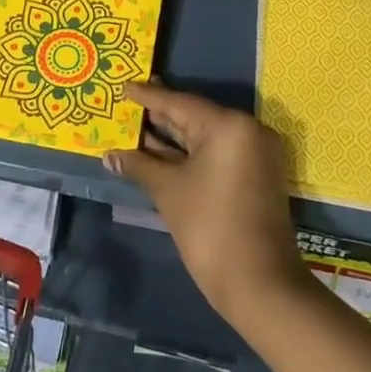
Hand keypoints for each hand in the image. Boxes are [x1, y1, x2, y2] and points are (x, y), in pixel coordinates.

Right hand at [107, 82, 312, 324]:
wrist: (260, 285)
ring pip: (204, 136)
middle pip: (194, 116)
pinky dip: (188, 153)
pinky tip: (158, 152)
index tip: (123, 86)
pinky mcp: (254, 174)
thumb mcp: (168, 191)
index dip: (148, 97)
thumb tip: (110, 155)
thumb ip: (139, 165)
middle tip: (127, 103)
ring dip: (171, 136)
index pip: (179, 103)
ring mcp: (254, 153)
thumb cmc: (210, 228)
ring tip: (136, 125)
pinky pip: (215, 152)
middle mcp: (246, 130)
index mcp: (228, 125)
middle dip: (159, 114)